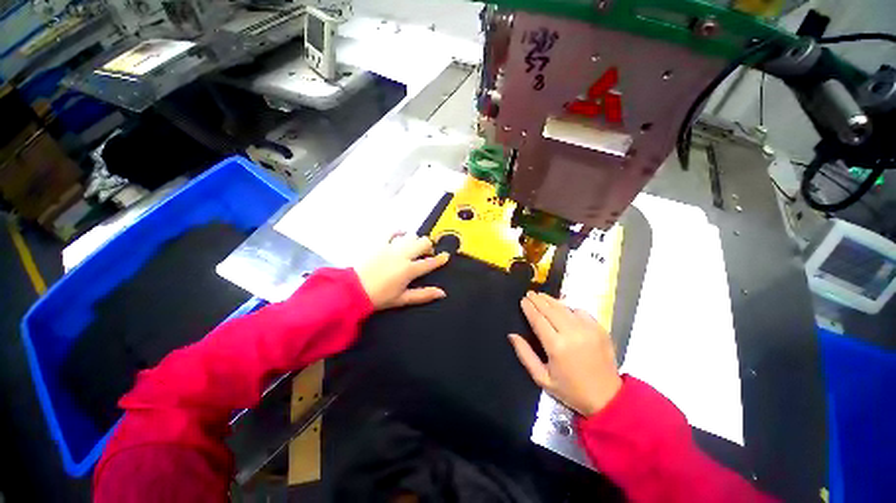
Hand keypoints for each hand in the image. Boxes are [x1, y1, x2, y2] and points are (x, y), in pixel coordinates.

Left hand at [356, 235, 449, 309]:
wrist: (354, 290)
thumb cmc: (380, 297)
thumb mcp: (403, 299)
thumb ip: (424, 295)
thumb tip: (442, 293)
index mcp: (409, 270)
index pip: (430, 262)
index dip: (440, 259)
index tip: (445, 256)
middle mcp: (403, 255)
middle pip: (423, 243)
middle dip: (428, 247)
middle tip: (426, 253)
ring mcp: (391, 247)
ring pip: (410, 236)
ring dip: (415, 240)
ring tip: (413, 247)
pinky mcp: (379, 243)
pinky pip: (392, 232)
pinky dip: (398, 232)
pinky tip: (400, 235)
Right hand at [509, 291, 621, 415]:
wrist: (607, 398)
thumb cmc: (570, 390)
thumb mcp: (542, 378)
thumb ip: (525, 355)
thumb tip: (512, 335)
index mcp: (556, 346)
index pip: (538, 319)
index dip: (529, 308)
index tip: (522, 300)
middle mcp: (572, 333)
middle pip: (550, 309)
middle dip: (538, 300)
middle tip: (530, 293)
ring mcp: (588, 329)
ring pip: (564, 308)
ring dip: (551, 301)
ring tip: (542, 296)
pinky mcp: (599, 329)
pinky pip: (580, 312)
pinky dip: (569, 308)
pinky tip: (563, 309)